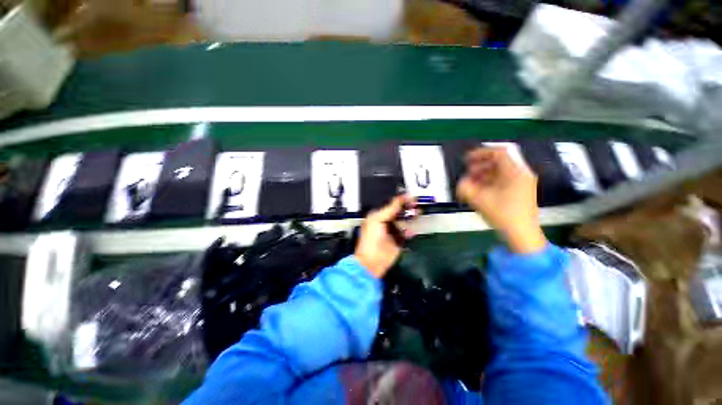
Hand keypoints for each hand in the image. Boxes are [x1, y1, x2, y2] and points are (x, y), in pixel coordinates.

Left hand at [355, 195, 416, 277]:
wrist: (372, 260)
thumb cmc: (371, 238)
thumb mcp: (378, 219)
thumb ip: (391, 208)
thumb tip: (402, 196)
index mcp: (378, 216)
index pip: (391, 205)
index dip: (400, 200)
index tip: (410, 197)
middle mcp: (385, 222)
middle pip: (399, 212)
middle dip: (407, 208)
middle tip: (415, 205)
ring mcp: (392, 232)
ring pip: (404, 222)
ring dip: (410, 218)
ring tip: (417, 213)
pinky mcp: (398, 241)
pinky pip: (406, 234)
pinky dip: (410, 231)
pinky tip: (412, 230)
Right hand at [456, 147, 545, 253]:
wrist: (522, 235)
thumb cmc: (502, 215)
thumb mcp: (479, 200)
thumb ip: (465, 187)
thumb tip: (462, 181)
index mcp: (515, 172)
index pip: (498, 152)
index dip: (480, 153)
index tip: (466, 160)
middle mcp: (521, 174)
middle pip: (499, 162)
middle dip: (480, 166)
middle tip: (467, 174)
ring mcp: (523, 183)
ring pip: (500, 171)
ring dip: (484, 175)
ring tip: (471, 184)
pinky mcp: (520, 191)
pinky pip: (503, 180)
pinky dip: (490, 182)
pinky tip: (480, 191)